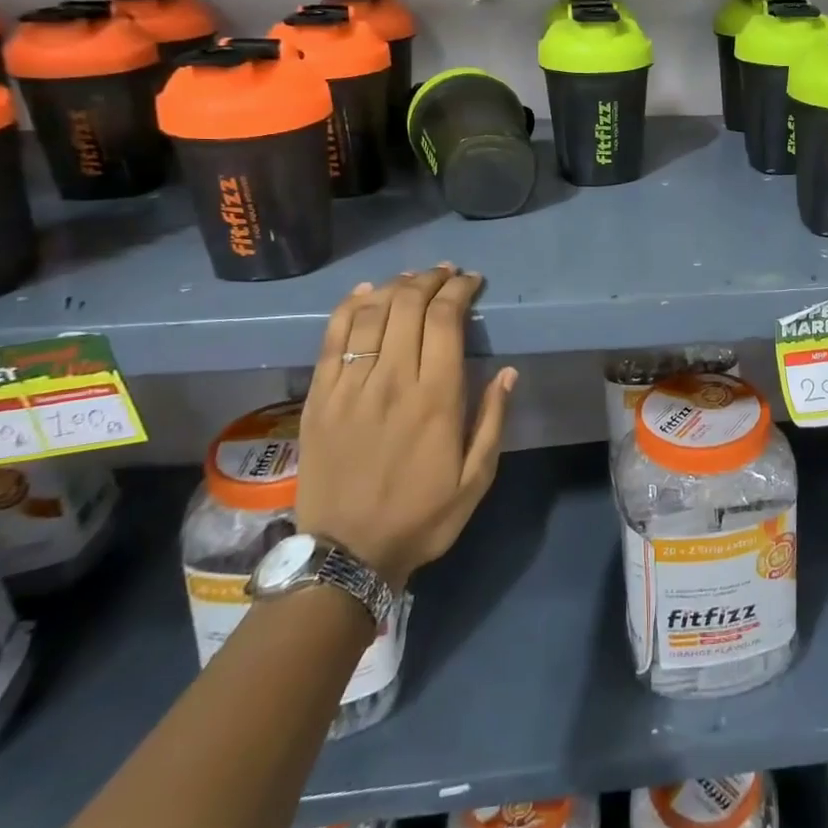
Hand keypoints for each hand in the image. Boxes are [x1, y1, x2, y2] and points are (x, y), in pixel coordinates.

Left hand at [295, 265, 513, 591]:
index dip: (459, 291)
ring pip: (371, 314)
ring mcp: (350, 387)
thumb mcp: (476, 479)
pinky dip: (349, 307)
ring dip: (395, 287)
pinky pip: (333, 338)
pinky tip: (365, 292)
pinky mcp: (319, 397)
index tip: (471, 281)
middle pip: (408, 306)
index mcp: (436, 398)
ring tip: (412, 278)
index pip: (445, 320)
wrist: (345, 554)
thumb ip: (493, 421)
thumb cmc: (421, 516)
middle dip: (430, 279)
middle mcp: (392, 381)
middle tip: (446, 273)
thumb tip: (507, 372)